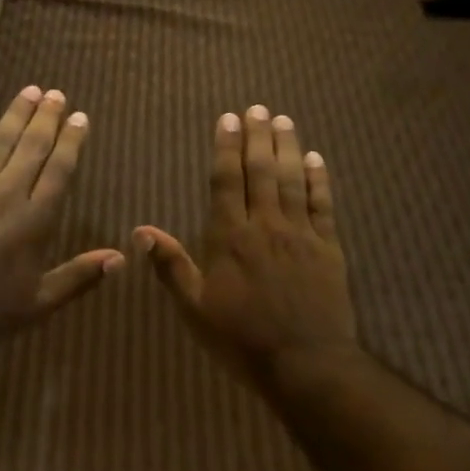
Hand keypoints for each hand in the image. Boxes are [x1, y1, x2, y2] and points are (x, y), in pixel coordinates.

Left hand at [0, 85, 122, 337]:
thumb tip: (120, 257)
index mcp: (34, 220)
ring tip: (30, 90)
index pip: (59, 171)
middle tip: (57, 94)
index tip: (80, 118)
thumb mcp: (39, 302)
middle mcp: (6, 194)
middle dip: (46, 119)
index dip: (71, 143)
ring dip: (16, 114)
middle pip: (31, 148)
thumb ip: (79, 276)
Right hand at [135, 105, 357, 382]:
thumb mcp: (195, 309)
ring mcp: (301, 234)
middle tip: (258, 108)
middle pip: (261, 171)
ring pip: (293, 180)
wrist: (304, 362)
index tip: (228, 119)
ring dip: (287, 147)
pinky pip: (323, 205)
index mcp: (230, 238)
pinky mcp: (329, 248)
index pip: (226, 181)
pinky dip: (319, 179)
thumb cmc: (241, 339)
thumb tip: (141, 231)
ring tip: (283, 120)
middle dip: (258, 137)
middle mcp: (266, 226)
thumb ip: (171, 266)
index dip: (226, 148)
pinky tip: (316, 159)